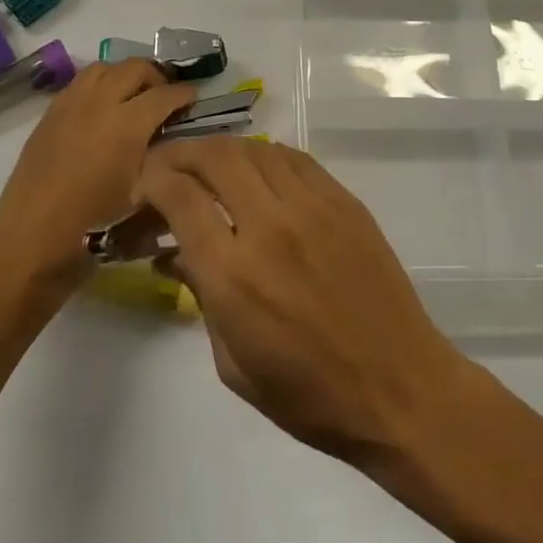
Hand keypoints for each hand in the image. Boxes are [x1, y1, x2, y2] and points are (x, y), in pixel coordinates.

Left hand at [0, 60, 196, 287]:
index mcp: (127, 123)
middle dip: (156, 76)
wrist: (32, 236)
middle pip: (135, 68)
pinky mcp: (51, 112)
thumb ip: (163, 160)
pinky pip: (80, 81)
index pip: (165, 94)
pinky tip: (101, 107)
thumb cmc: (93, 223)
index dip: (184, 94)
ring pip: (105, 67)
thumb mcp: (141, 195)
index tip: (194, 98)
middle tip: (164, 95)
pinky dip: (99, 84)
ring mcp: (71, 103)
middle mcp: (100, 102)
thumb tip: (174, 142)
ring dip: (124, 74)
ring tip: (132, 94)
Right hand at [135, 137, 470, 467]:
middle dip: (181, 152)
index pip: (179, 196)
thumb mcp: (234, 363)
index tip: (143, 185)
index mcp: (233, 273)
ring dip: (223, 151)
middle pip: (214, 156)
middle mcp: (268, 225)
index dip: (152, 179)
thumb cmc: (309, 395)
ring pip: (254, 148)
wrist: (398, 386)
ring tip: (210, 166)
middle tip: (170, 166)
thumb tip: (174, 254)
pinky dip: (265, 156)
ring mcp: (311, 206)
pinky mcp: (342, 199)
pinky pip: (293, 158)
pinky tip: (258, 172)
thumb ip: (200, 298)